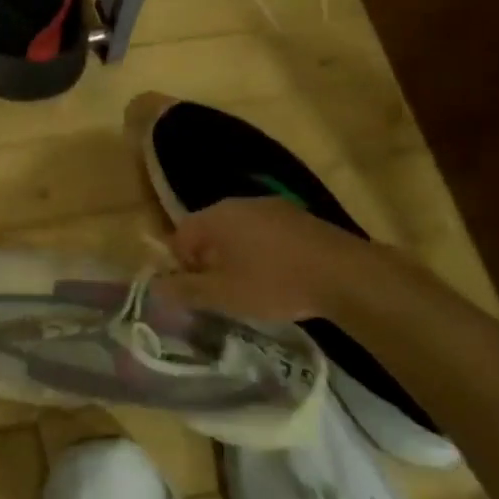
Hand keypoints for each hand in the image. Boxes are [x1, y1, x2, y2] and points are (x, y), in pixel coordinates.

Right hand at [167, 196, 439, 321]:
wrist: (343, 274)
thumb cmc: (273, 283)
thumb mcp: (223, 295)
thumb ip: (186, 290)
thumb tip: (155, 287)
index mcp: (216, 216)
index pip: (181, 235)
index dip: (181, 265)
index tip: (197, 292)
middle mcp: (240, 202)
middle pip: (210, 230)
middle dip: (209, 261)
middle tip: (221, 292)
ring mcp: (272, 206)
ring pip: (239, 231)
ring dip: (236, 256)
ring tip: (250, 287)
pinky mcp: (299, 217)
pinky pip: (266, 233)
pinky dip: (263, 252)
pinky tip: (278, 276)